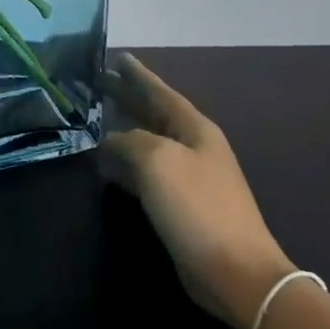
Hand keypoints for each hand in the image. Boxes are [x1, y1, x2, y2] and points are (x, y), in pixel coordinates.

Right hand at [99, 54, 294, 328]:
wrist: (235, 271)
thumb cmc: (198, 206)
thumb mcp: (158, 161)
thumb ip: (129, 141)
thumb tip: (111, 140)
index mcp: (194, 129)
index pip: (160, 92)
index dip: (138, 75)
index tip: (117, 57)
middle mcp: (193, 147)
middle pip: (154, 114)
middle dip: (128, 98)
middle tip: (97, 82)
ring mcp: (189, 177)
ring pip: (148, 142)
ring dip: (123, 129)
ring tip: (94, 119)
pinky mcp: (180, 205)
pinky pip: (146, 172)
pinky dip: (125, 163)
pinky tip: (106, 165)